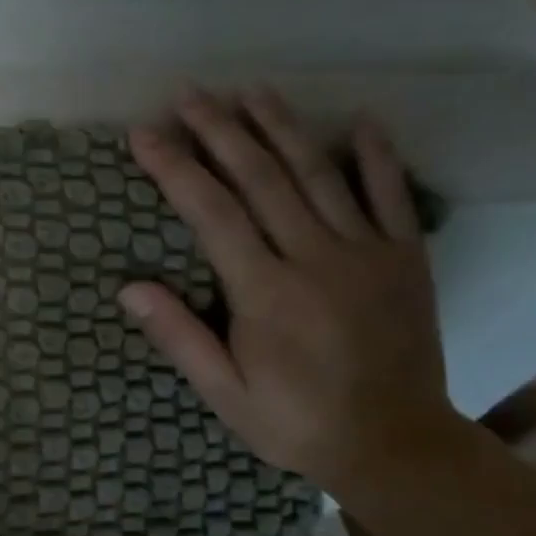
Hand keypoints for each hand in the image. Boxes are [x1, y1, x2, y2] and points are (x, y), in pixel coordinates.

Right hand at [119, 85, 459, 498]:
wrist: (395, 445)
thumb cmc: (294, 421)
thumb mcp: (224, 393)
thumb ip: (179, 337)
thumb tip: (129, 288)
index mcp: (265, 292)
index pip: (211, 213)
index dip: (175, 168)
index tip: (145, 133)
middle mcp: (315, 258)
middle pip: (261, 178)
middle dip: (221, 131)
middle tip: (191, 94)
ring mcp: (367, 253)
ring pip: (319, 174)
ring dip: (282, 127)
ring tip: (252, 91)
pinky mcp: (406, 258)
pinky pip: (392, 195)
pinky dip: (376, 156)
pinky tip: (360, 120)